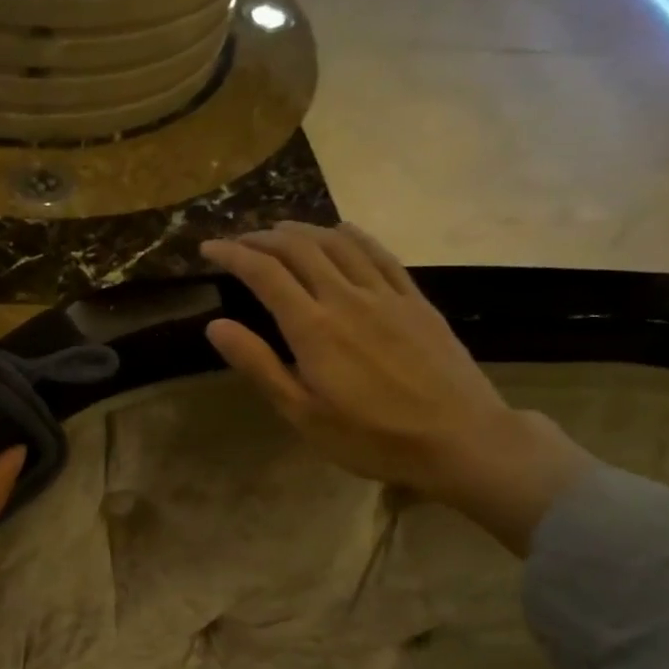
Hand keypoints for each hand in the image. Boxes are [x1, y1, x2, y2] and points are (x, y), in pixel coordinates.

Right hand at [199, 223, 592, 553]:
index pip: (264, 274)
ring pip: (338, 243)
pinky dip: (352, 235)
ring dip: (303, 230)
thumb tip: (216, 326)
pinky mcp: (415, 300)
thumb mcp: (302, 413)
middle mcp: (346, 298)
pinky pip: (380, 253)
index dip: (233, 255)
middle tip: (239, 239)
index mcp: (313, 328)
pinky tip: (340, 232)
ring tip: (279, 230)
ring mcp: (386, 294)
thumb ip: (258, 365)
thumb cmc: (371, 437)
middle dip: (263, 237)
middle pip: (300, 248)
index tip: (209, 248)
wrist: (460, 439)